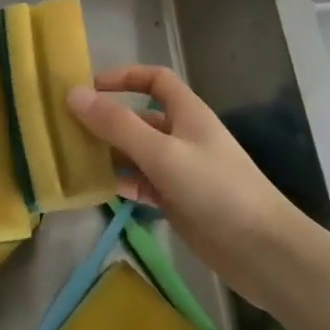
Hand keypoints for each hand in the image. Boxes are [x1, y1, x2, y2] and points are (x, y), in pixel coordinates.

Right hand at [68, 65, 320, 302]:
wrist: (263, 252)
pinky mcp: (178, 201)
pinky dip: (121, 183)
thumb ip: (116, 125)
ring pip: (136, 153)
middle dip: (106, 120)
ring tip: (72, 159)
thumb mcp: (162, 152)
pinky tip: (96, 189)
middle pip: (139, 118)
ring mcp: (180, 170)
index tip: (89, 89)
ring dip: (109, 153)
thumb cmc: (216, 189)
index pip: (154, 79)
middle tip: (66, 129)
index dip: (123, 77)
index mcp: (187, 113)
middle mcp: (182, 136)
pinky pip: (141, 184)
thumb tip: (73, 93)